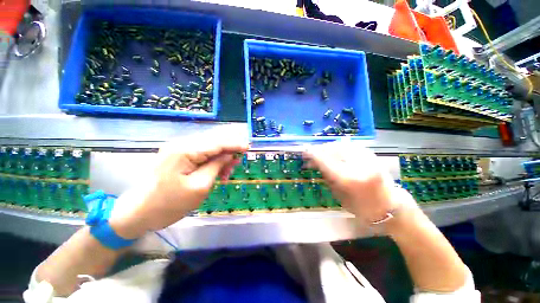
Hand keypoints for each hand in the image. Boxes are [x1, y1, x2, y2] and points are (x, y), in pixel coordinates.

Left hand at [109, 127, 248, 238]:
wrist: (139, 213)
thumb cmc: (170, 204)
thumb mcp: (200, 186)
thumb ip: (216, 166)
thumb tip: (230, 154)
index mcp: (184, 151)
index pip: (216, 143)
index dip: (234, 144)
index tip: (247, 147)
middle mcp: (180, 144)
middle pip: (212, 141)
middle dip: (228, 149)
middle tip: (238, 160)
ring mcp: (178, 149)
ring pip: (208, 147)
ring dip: (221, 156)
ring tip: (227, 171)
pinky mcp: (177, 156)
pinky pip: (200, 153)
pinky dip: (212, 160)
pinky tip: (217, 170)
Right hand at [304, 141, 416, 223]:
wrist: (390, 207)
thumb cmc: (362, 208)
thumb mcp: (339, 195)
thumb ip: (327, 177)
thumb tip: (315, 163)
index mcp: (348, 180)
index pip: (325, 160)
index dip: (313, 154)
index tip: (305, 152)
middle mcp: (358, 166)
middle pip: (333, 149)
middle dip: (320, 149)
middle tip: (312, 154)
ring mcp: (367, 158)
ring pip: (342, 144)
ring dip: (329, 147)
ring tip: (322, 152)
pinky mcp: (372, 156)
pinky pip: (351, 145)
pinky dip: (340, 146)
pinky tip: (335, 151)